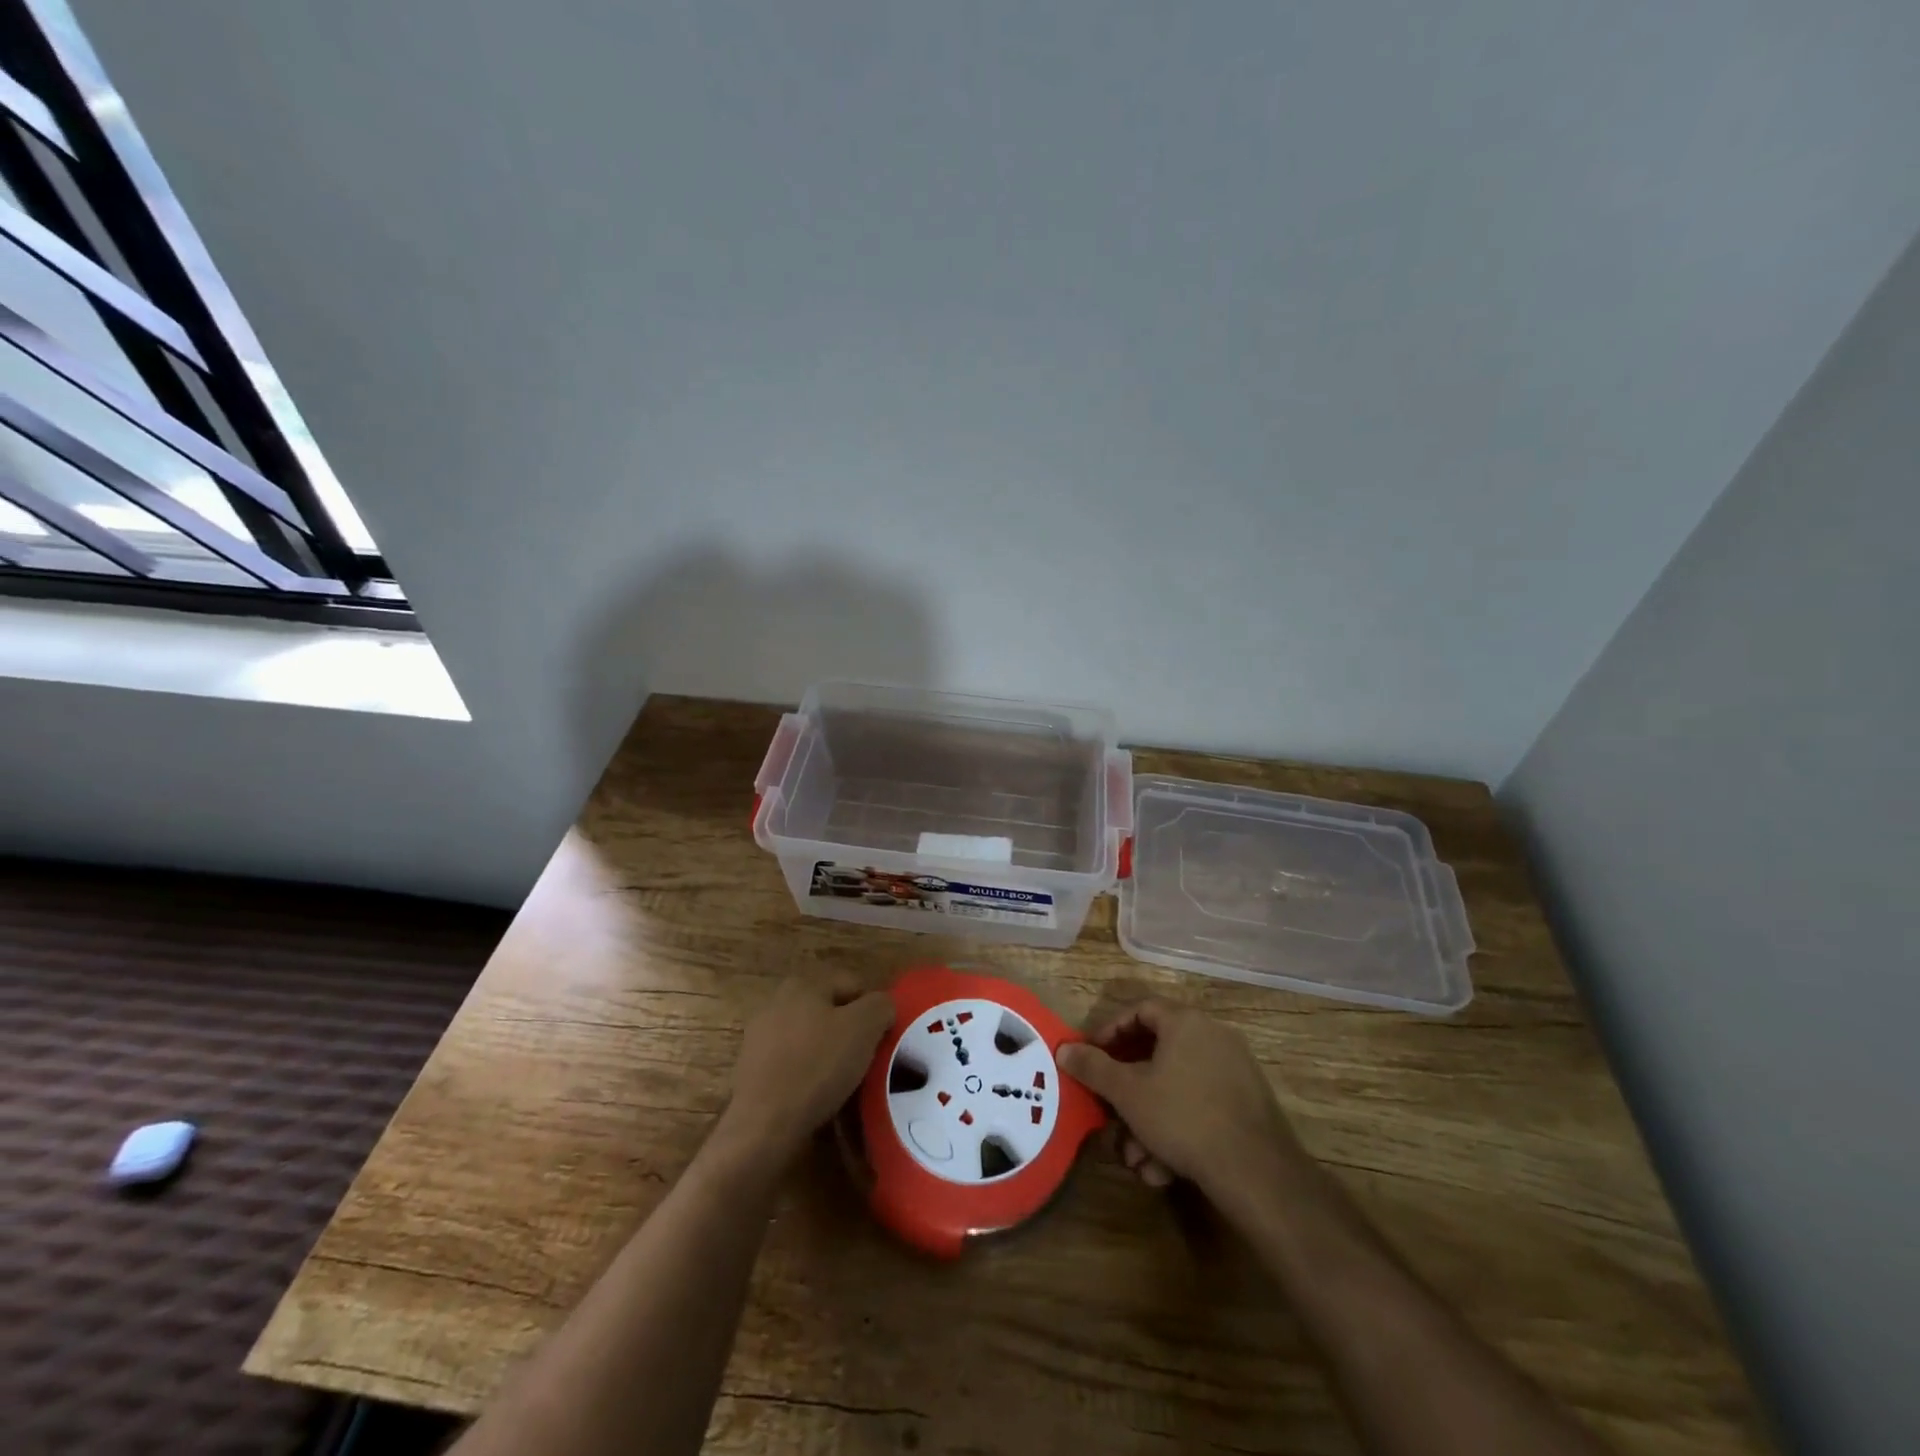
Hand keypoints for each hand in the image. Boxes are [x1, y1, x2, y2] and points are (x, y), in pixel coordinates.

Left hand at [718, 975, 894, 1165]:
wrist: (763, 1125)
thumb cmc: (817, 1066)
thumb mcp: (864, 1027)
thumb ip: (881, 1006)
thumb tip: (882, 1007)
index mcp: (803, 983)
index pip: (853, 985)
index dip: (873, 1010)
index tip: (882, 1041)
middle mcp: (776, 1002)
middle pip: (830, 1012)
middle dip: (850, 1033)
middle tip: (867, 1062)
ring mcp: (760, 1037)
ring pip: (811, 1040)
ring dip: (829, 1056)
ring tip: (846, 1085)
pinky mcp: (752, 1071)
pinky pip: (793, 1066)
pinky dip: (808, 1077)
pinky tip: (819, 1099)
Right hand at [1059, 999, 1310, 1204]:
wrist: (1256, 1172)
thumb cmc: (1183, 1117)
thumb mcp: (1128, 1092)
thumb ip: (1093, 1067)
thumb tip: (1064, 1049)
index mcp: (1185, 1022)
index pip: (1139, 1009)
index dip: (1109, 1031)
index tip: (1091, 1057)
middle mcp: (1213, 1036)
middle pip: (1156, 1054)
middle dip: (1127, 1093)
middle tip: (1109, 1114)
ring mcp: (1234, 1071)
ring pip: (1175, 1089)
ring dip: (1148, 1122)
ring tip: (1136, 1159)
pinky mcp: (1247, 1105)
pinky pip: (1199, 1107)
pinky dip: (1176, 1132)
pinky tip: (1164, 1169)